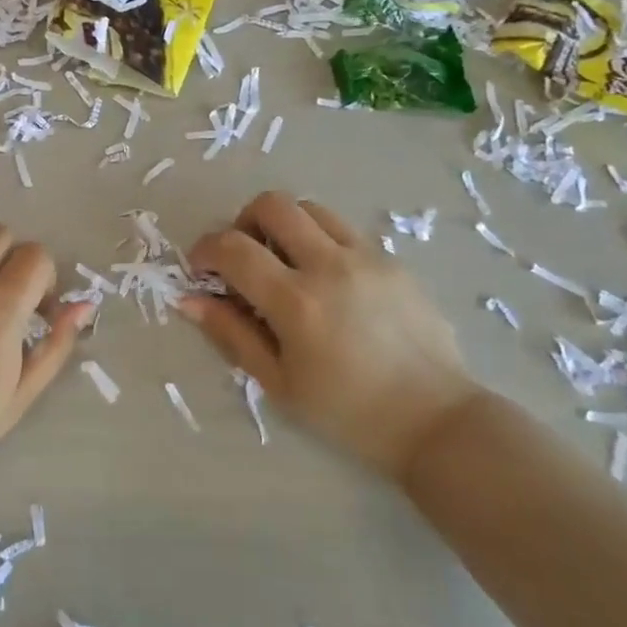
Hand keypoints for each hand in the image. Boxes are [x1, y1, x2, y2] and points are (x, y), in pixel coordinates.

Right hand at [180, 192, 482, 481]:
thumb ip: (231, 334)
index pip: (233, 247)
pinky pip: (344, 231)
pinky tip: (326, 282)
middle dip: (243, 222)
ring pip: (311, 208)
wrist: (436, 421)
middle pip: (273, 205)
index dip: (205, 250)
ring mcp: (367, 258)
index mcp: (297, 301)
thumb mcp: (279, 383)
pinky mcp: (393, 261)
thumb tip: (189, 299)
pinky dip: (320, 241)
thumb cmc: (348, 412)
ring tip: (284, 263)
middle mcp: (331, 265)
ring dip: (284, 225)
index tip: (201, 270)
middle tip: (243, 258)